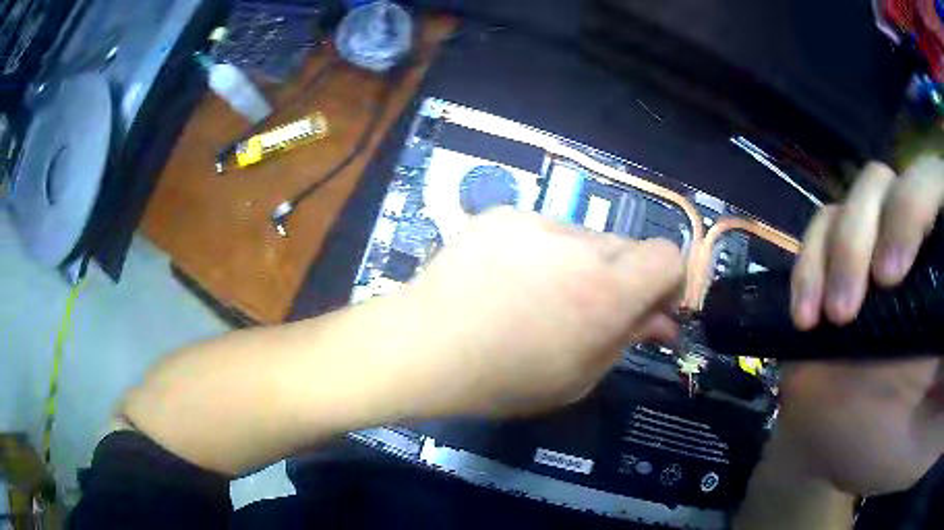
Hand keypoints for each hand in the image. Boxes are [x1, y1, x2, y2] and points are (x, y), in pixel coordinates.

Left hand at [400, 208, 683, 416]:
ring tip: (537, 297)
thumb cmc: (504, 378)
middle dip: (621, 277)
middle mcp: (581, 244)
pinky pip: (540, 229)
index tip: (648, 308)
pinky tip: (505, 279)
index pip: (669, 256)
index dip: (667, 281)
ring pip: (583, 238)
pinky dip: (539, 251)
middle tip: (590, 310)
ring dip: (579, 264)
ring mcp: (537, 221)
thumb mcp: (579, 377)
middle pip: (627, 247)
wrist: (423, 346)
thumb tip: (662, 321)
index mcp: (608, 290)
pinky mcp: (502, 214)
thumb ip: (628, 339)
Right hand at [783, 159, 943, 494]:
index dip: (915, 205)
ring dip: (838, 249)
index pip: (937, 188)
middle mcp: (921, 241)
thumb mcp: (924, 435)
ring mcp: (881, 244)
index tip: (891, 276)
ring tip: (829, 317)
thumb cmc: (895, 448)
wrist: (847, 447)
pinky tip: (806, 313)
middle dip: (869, 232)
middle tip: (851, 308)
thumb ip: (939, 395)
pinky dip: (809, 261)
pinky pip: (824, 225)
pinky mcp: (845, 259)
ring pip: (861, 196)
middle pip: (898, 180)